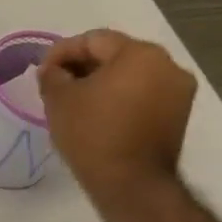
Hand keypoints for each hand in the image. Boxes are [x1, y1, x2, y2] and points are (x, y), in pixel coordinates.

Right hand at [38, 28, 196, 204]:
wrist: (130, 182)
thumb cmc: (92, 133)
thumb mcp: (59, 99)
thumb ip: (52, 74)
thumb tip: (54, 70)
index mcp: (139, 53)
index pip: (93, 39)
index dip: (61, 52)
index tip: (42, 71)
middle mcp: (167, 64)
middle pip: (116, 54)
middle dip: (84, 65)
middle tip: (57, 83)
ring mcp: (178, 90)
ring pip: (132, 73)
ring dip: (103, 81)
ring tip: (77, 99)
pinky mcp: (179, 113)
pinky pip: (144, 92)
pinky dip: (121, 96)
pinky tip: (99, 112)